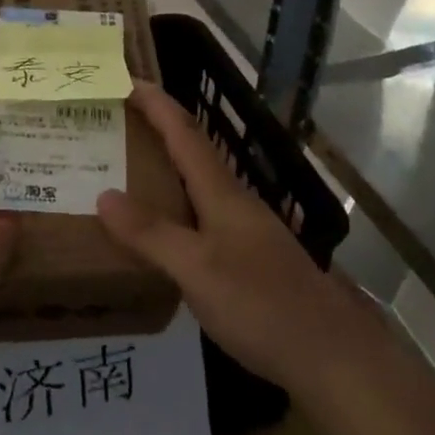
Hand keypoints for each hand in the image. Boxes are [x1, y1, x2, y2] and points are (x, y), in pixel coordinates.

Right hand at [97, 84, 377, 412]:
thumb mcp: (197, 269)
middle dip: (156, 130)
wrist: (331, 355)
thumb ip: (151, 233)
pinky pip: (203, 215)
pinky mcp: (251, 258)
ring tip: (127, 172)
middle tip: (114, 126)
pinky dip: (176, 206)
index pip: (185, 133)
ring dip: (166, 168)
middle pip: (193, 152)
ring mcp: (246, 230)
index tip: (126, 79)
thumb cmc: (261, 303)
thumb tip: (103, 195)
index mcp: (222, 193)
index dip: (157, 103)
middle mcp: (235, 202)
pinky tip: (163, 231)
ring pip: (198, 185)